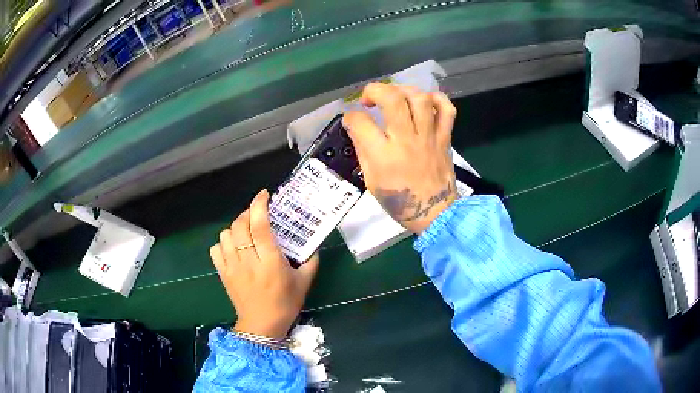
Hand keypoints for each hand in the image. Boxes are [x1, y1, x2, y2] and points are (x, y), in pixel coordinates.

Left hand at [210, 189, 319, 339]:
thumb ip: (311, 262)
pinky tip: (233, 248)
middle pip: (239, 225)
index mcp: (270, 261)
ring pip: (225, 235)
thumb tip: (313, 246)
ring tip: (245, 232)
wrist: (261, 326)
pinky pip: (215, 250)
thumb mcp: (304, 283)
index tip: (264, 195)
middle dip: (247, 213)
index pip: (259, 226)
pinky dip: (222, 243)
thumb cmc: (285, 304)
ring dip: (235, 228)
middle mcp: (248, 260)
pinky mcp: (223, 274)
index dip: (259, 205)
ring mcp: (232, 267)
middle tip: (257, 215)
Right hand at [343, 84, 457, 233]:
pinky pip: (447, 109)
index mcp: (384, 155)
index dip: (351, 116)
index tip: (352, 120)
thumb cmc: (400, 202)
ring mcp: (429, 137)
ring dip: (404, 90)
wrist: (435, 213)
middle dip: (375, 90)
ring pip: (420, 98)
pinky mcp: (445, 138)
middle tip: (370, 99)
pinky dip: (437, 99)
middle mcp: (407, 140)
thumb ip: (363, 151)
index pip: (360, 121)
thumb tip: (356, 127)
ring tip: (396, 98)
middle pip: (392, 98)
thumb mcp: (371, 181)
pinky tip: (425, 102)